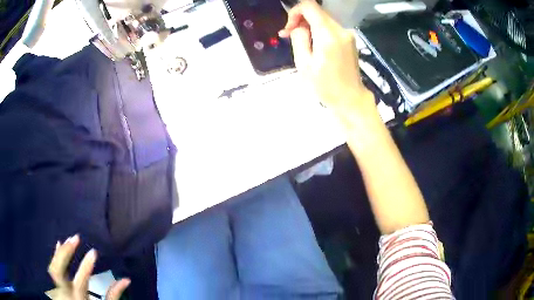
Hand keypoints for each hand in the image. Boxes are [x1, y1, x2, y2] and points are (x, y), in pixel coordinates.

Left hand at [47, 234, 129, 299]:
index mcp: (79, 298)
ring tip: (69, 239)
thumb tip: (126, 279)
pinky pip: (53, 268)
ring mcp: (60, 288)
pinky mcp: (58, 285)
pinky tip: (59, 244)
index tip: (94, 252)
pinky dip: (55, 256)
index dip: (86, 266)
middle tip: (76, 238)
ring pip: (53, 266)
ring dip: (60, 252)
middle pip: (58, 270)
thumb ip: (114, 295)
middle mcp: (66, 292)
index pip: (81, 280)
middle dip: (66, 252)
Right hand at [279, 1, 375, 118]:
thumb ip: (299, 38)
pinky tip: (314, 45)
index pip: (309, 6)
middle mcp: (340, 30)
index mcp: (328, 35)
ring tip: (301, 42)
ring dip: (309, 26)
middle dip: (301, 19)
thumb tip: (298, 26)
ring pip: (323, 19)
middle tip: (290, 35)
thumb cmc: (325, 86)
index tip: (289, 28)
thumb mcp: (304, 63)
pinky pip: (330, 27)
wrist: (350, 98)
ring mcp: (347, 34)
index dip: (295, 12)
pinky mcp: (349, 39)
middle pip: (317, 11)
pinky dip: (319, 31)